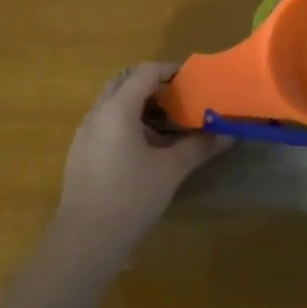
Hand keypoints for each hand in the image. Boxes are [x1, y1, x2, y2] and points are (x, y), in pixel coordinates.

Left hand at [50, 63, 228, 261]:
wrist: (87, 236)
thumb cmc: (131, 196)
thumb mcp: (170, 170)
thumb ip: (198, 147)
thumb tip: (227, 135)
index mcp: (117, 109)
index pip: (144, 73)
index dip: (169, 71)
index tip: (191, 78)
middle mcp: (97, 113)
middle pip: (123, 83)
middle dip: (150, 85)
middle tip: (177, 98)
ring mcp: (84, 133)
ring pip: (111, 104)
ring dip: (136, 105)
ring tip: (165, 124)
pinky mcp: (80, 152)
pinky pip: (104, 123)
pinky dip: (124, 123)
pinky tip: (143, 148)